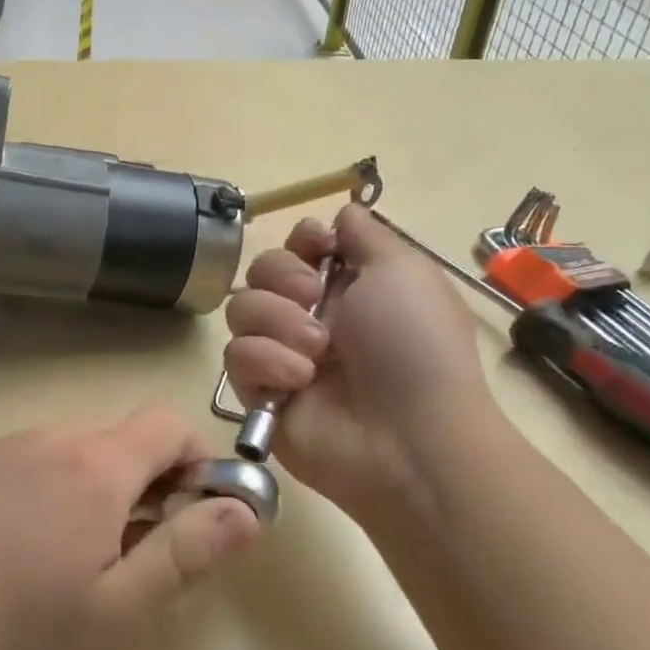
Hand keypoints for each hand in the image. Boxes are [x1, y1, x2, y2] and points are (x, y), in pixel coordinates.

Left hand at [0, 408, 262, 649]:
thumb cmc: (20, 629)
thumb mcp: (120, 609)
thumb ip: (189, 552)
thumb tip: (246, 511)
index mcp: (97, 466)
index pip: (168, 424)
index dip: (195, 460)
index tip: (190, 512)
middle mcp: (52, 438)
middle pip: (121, 437)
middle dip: (145, 480)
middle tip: (130, 549)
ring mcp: (3, 445)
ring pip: (74, 447)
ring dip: (94, 483)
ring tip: (69, 552)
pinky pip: (29, 457)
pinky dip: (47, 484)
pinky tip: (17, 543)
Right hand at [223, 204, 499, 518]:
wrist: (406, 437)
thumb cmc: (414, 344)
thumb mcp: (404, 270)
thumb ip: (367, 233)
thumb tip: (344, 212)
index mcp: (349, 285)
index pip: (299, 244)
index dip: (301, 241)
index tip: (316, 249)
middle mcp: (312, 315)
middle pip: (260, 270)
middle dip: (281, 278)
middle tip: (309, 299)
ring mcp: (283, 354)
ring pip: (240, 310)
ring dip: (276, 323)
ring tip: (315, 353)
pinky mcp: (259, 392)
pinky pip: (236, 357)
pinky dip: (266, 363)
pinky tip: (298, 383)